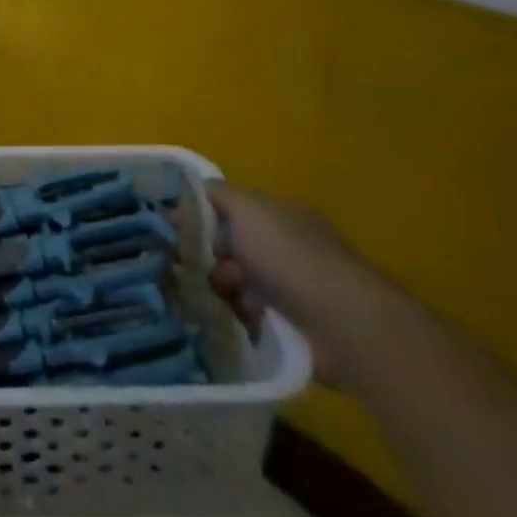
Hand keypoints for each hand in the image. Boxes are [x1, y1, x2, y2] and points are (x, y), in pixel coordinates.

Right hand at [205, 181, 399, 387]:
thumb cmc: (289, 256)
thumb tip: (197, 190)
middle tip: (195, 270)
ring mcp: (293, 287)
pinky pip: (252, 315)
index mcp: (279, 214)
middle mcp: (287, 246)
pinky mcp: (295, 326)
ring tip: (220, 300)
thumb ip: (218, 195)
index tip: (173, 229)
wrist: (343, 324)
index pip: (231, 208)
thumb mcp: (247, 208)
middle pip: (232, 246)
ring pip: (239, 282)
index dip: (201, 214)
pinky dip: (240, 316)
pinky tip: (232, 320)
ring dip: (223, 289)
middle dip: (210, 256)